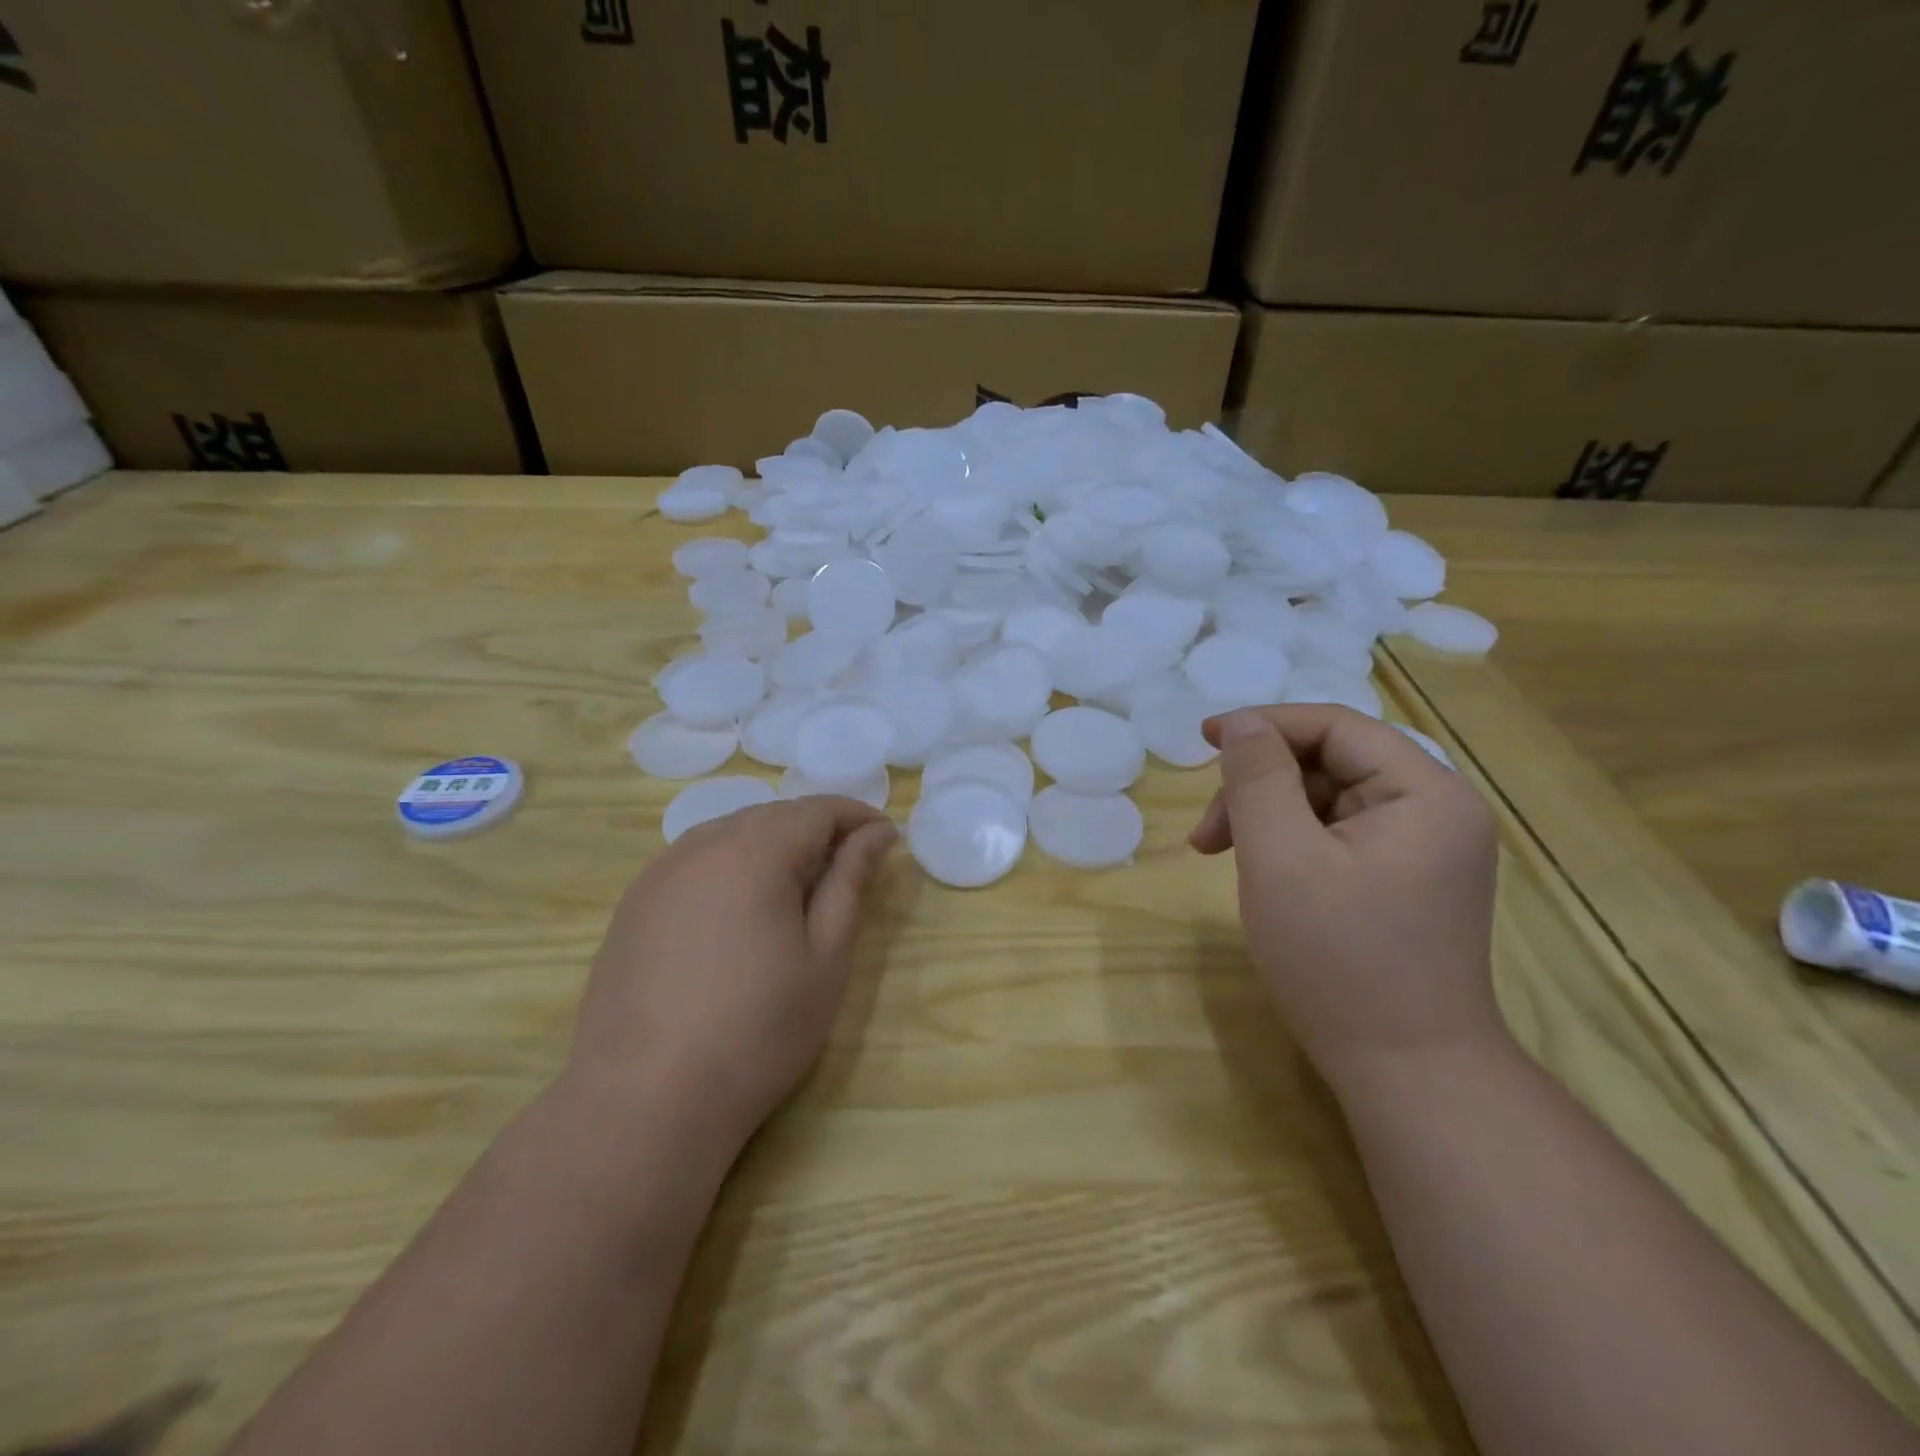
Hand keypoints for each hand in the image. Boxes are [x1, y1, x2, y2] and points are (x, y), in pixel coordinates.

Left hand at [566, 797, 897, 1145]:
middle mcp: (702, 845)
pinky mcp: (634, 904)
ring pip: (731, 834)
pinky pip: (696, 861)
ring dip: (773, 845)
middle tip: (849, 868)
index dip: (857, 817)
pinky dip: (732, 867)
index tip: (886, 840)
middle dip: (817, 830)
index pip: (818, 809)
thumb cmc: (757, 1030)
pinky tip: (740, 912)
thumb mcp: (825, 957)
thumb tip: (877, 833)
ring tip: (799, 889)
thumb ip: (850, 882)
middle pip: (773, 815)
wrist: (644, 1101)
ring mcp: (660, 872)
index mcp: (755, 851)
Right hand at [1189, 705, 1503, 1087]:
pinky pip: (1337, 835)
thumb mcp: (1281, 859)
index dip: (1263, 725)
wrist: (1407, 1073)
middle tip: (1206, 835)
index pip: (1335, 727)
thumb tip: (1241, 724)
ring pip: (1327, 800)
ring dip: (1268, 816)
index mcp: (1425, 792)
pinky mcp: (1406, 880)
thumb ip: (1257, 779)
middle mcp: (1436, 810)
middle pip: (1330, 763)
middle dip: (1259, 786)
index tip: (1202, 740)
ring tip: (1221, 857)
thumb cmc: (1339, 960)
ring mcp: (1424, 849)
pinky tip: (1262, 874)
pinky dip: (1290, 843)